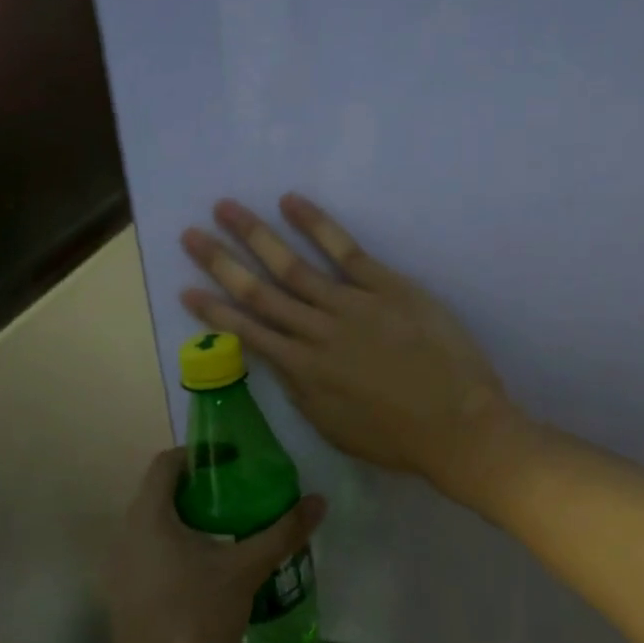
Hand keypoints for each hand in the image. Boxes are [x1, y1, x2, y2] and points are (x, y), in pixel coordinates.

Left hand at [100, 450, 325, 642]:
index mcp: (148, 517)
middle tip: (246, 494)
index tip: (235, 460)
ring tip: (238, 529)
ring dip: (196, 522)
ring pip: (161, 527)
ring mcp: (125, 568)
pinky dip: (185, 550)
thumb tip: (318, 501)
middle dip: (205, 490)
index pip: (167, 463)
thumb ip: (281, 533)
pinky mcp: (131, 595)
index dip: (200, 454)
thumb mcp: (244, 570)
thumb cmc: (194, 616)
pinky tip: (218, 570)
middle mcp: (127, 534)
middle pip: (165, 494)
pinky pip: (158, 556)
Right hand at [180, 195, 521, 497]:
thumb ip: (302, 392)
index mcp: (303, 372)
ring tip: (225, 208)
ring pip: (293, 266)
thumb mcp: (334, 427)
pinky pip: (346, 250)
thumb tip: (278, 361)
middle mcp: (317, 332)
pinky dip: (316, 225)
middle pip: (260, 292)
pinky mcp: (386, 286)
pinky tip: (291, 203)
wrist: (457, 426)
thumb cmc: (397, 438)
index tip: (186, 290)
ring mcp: (351, 304)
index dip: (215, 311)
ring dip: (256, 235)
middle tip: (189, 234)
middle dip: (221, 262)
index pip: (249, 333)